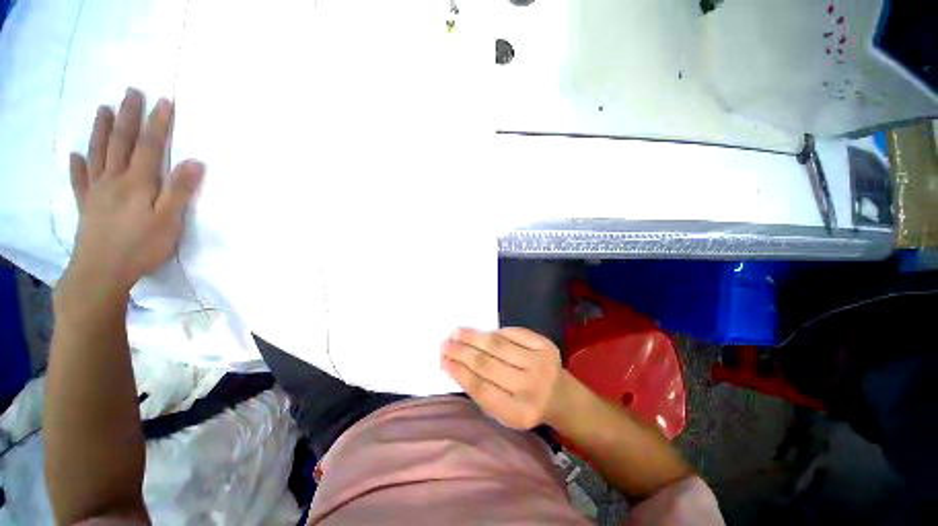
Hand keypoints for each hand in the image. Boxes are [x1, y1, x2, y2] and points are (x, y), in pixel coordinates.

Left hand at [65, 88, 203, 293]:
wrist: (101, 272)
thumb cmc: (141, 247)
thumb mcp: (169, 221)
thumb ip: (180, 190)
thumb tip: (194, 162)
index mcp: (137, 183)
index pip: (150, 146)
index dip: (158, 124)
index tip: (164, 101)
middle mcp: (114, 179)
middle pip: (122, 142)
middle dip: (129, 116)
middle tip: (131, 92)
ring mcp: (97, 191)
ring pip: (98, 154)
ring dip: (102, 131)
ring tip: (103, 109)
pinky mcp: (87, 206)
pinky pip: (79, 181)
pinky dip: (76, 166)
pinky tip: (75, 156)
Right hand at [441, 327, 570, 429]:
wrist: (562, 396)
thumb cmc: (526, 406)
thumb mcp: (504, 412)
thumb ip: (482, 391)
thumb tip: (456, 363)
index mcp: (518, 412)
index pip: (481, 389)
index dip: (459, 372)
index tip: (443, 359)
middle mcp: (531, 387)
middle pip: (488, 365)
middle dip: (462, 352)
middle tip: (446, 342)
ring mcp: (540, 363)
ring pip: (498, 345)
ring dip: (474, 337)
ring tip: (457, 332)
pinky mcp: (545, 345)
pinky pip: (514, 333)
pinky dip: (496, 332)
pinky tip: (484, 332)